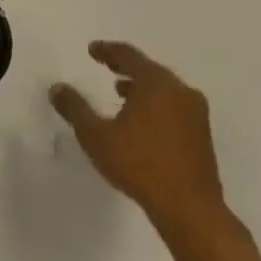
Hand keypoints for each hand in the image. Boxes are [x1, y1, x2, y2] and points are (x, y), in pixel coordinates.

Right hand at [49, 41, 224, 229]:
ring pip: (164, 89)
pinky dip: (155, 104)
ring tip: (120, 93)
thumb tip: (57, 88)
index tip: (92, 50)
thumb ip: (74, 108)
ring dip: (141, 87)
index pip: (128, 55)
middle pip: (149, 69)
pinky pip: (174, 106)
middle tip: (106, 66)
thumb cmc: (140, 164)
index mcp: (156, 83)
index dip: (107, 50)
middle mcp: (180, 91)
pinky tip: (141, 121)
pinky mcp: (202, 135)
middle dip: (125, 67)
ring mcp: (196, 114)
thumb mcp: (95, 135)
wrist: (191, 210)